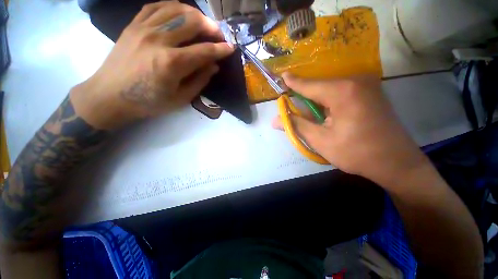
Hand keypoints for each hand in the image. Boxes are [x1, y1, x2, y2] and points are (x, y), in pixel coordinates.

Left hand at [71, 1, 233, 128]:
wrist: (110, 95)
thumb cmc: (148, 102)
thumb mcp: (180, 98)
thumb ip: (200, 80)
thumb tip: (214, 66)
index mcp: (172, 63)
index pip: (204, 51)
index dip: (221, 49)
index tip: (231, 48)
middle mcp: (159, 40)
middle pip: (192, 22)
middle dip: (211, 26)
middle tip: (218, 35)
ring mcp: (144, 28)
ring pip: (176, 8)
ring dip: (195, 14)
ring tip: (203, 24)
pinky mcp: (134, 24)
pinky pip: (157, 6)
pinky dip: (173, 7)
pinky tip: (181, 14)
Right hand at [273, 73, 428, 185]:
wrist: (396, 163)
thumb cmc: (356, 153)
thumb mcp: (321, 141)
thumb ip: (297, 126)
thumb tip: (275, 120)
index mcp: (342, 92)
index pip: (309, 85)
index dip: (293, 82)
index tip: (282, 76)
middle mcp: (355, 82)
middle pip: (319, 87)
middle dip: (303, 96)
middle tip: (290, 105)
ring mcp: (366, 86)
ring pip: (329, 90)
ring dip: (315, 101)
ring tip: (306, 114)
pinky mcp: (370, 93)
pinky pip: (340, 93)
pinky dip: (327, 102)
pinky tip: (324, 114)